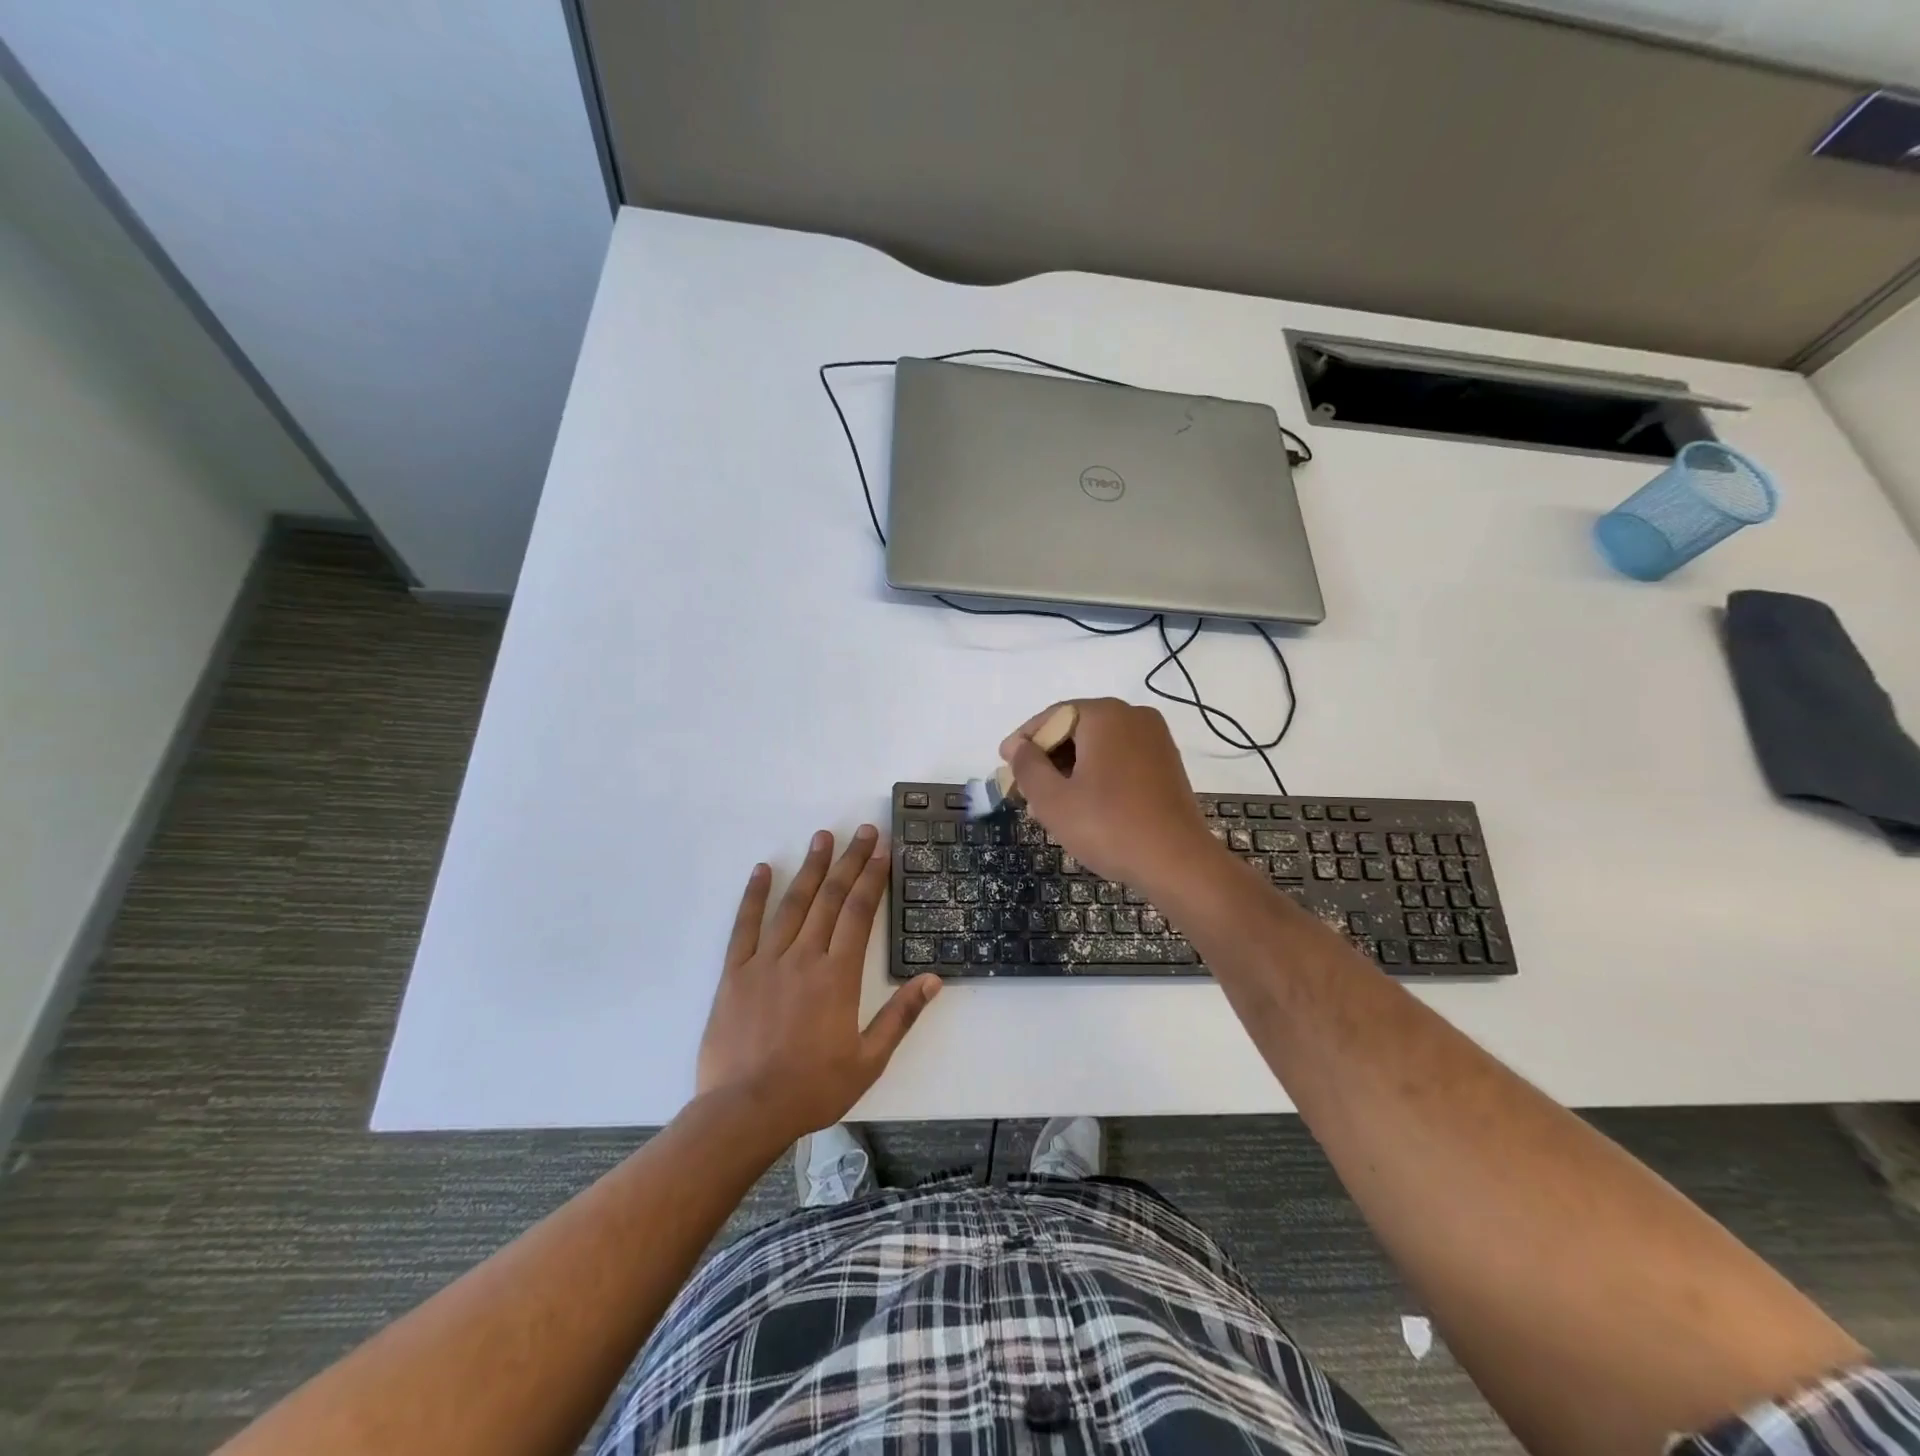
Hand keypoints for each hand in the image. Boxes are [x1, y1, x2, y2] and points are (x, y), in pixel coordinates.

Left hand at [696, 826, 941, 1139]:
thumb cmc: (812, 1088)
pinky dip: (754, 896)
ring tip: (823, 837)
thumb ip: (900, 1016)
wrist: (745, 1111)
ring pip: (792, 904)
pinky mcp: (735, 973)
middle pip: (830, 898)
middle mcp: (803, 957)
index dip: (872, 878)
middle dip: (849, 861)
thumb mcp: (869, 1061)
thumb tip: (933, 980)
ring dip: (810, 867)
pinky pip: (745, 926)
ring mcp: (766, 961)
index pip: (859, 913)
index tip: (883, 850)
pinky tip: (762, 870)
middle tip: (863, 831)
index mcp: (837, 976)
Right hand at [1001, 698, 1225, 897]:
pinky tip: (1082, 807)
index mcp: (1105, 715)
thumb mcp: (1053, 799)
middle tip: (1024, 791)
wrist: (1178, 862)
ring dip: (1069, 771)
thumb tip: (1017, 746)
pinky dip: (1096, 776)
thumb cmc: (1108, 826)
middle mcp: (1133, 717)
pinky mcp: (1166, 764)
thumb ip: (1027, 767)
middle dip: (1047, 759)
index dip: (1024, 741)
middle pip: (1075, 730)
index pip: (1052, 717)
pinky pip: (1120, 760)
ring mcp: (1155, 740)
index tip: (1004, 764)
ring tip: (1048, 807)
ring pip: (1097, 748)